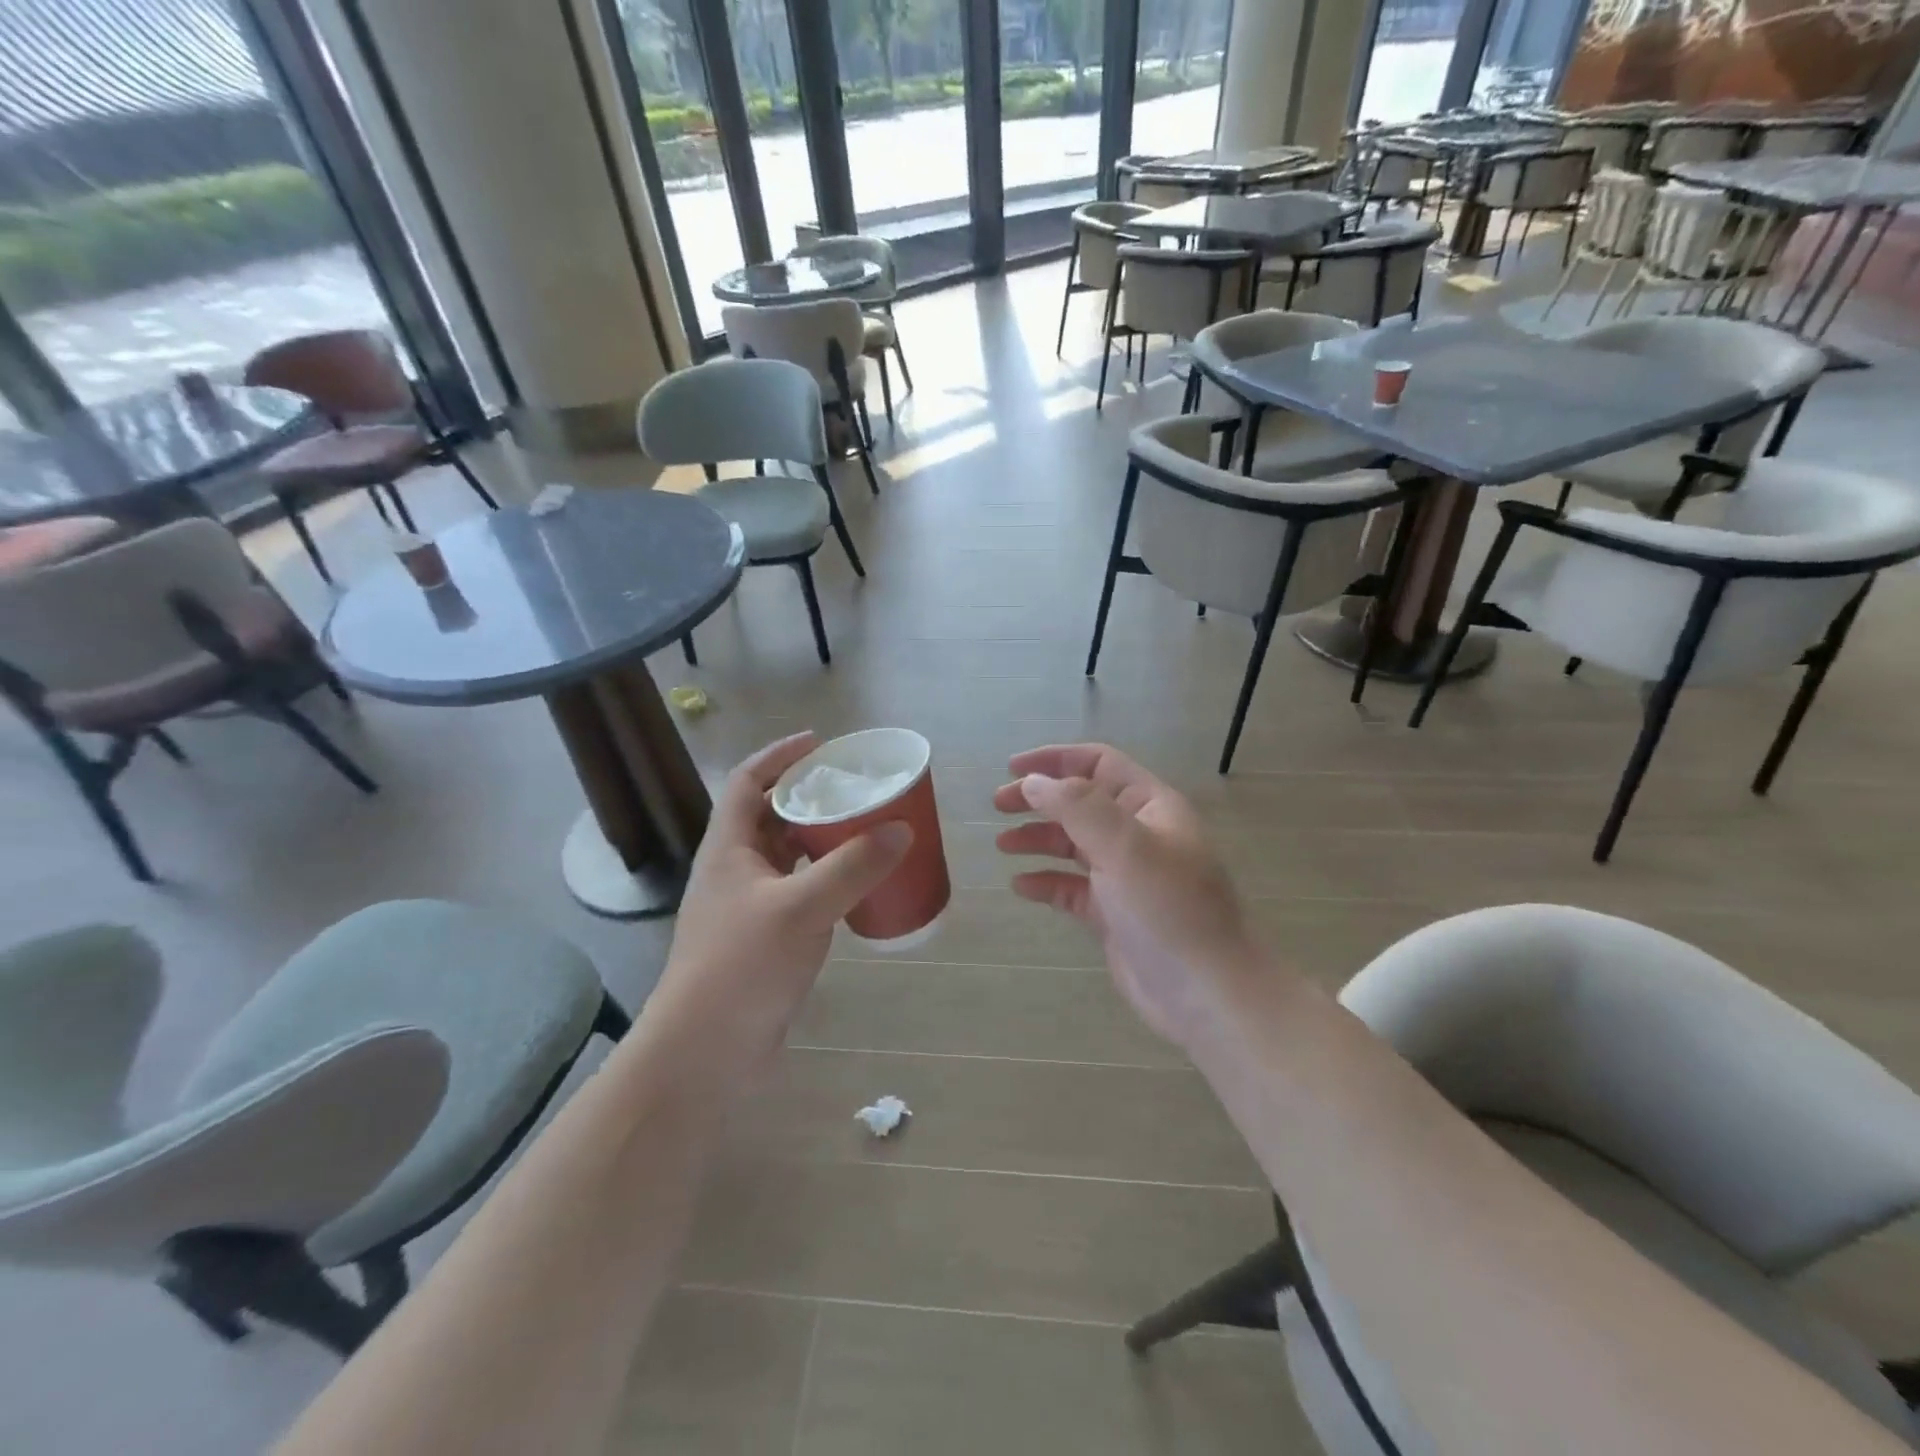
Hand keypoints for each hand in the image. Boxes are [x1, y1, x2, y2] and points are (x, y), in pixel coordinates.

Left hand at [648, 732, 911, 1081]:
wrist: (705, 1052)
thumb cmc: (742, 966)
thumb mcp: (802, 908)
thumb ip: (853, 866)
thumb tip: (902, 829)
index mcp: (728, 848)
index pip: (748, 782)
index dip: (780, 755)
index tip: (821, 743)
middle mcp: (735, 870)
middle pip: (772, 815)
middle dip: (811, 796)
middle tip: (857, 787)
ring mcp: (749, 907)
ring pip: (788, 856)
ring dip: (822, 838)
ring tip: (866, 827)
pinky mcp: (766, 939)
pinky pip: (801, 892)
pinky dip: (828, 879)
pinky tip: (859, 885)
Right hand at [994, 743, 1263, 1051]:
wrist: (1205, 992)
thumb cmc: (1168, 908)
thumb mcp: (1125, 846)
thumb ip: (1077, 807)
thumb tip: (1033, 782)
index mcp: (1150, 807)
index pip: (1098, 763)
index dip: (1055, 759)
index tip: (1012, 768)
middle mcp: (1137, 835)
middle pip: (1080, 802)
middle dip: (1039, 799)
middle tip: (998, 805)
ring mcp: (1125, 876)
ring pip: (1073, 844)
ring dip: (1038, 838)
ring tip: (1003, 845)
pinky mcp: (1113, 913)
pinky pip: (1071, 888)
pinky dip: (1046, 882)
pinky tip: (1021, 886)